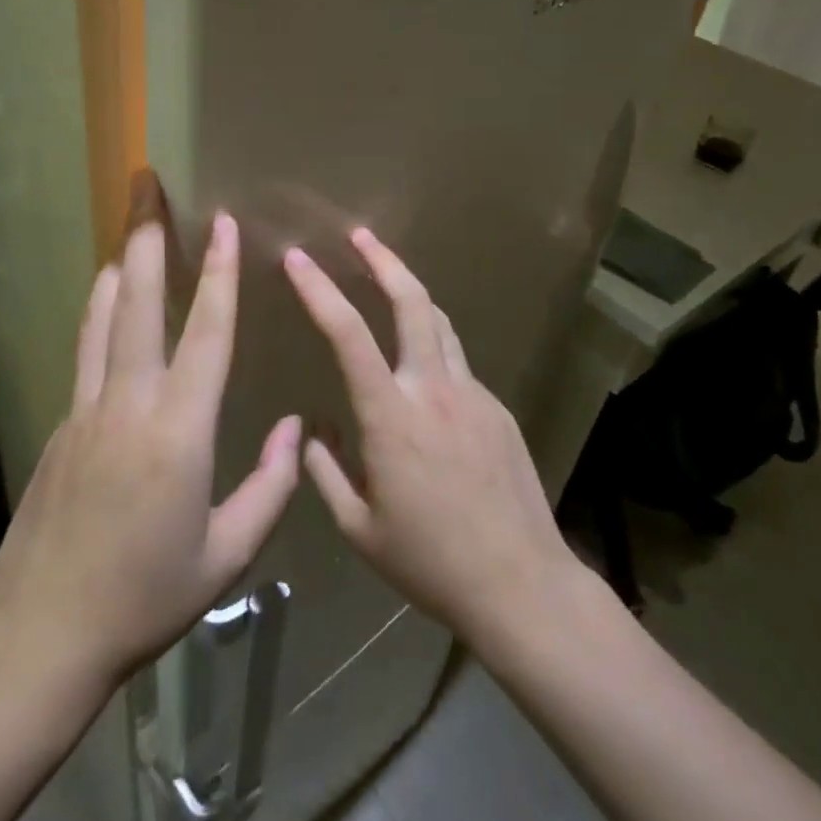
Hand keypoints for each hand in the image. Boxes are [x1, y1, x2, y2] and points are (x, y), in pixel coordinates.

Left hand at [0, 215, 302, 695]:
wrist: (44, 632)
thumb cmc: (147, 596)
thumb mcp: (227, 555)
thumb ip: (269, 487)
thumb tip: (296, 428)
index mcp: (180, 431)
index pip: (208, 334)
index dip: (219, 274)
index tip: (222, 223)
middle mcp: (130, 403)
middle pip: (141, 303)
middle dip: (149, 238)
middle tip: (147, 185)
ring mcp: (88, 408)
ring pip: (105, 317)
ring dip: (122, 263)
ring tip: (129, 221)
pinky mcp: (62, 422)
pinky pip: (86, 347)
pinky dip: (99, 308)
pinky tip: (106, 291)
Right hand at [283, 229, 574, 648]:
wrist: (522, 586)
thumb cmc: (430, 561)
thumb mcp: (359, 528)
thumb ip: (325, 472)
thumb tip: (313, 430)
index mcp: (391, 417)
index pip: (348, 334)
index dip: (319, 290)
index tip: (297, 259)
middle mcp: (433, 390)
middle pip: (412, 303)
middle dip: (383, 260)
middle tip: (360, 234)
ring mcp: (473, 395)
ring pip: (440, 324)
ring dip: (411, 294)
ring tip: (388, 279)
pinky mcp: (498, 409)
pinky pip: (457, 365)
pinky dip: (432, 351)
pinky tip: (422, 378)